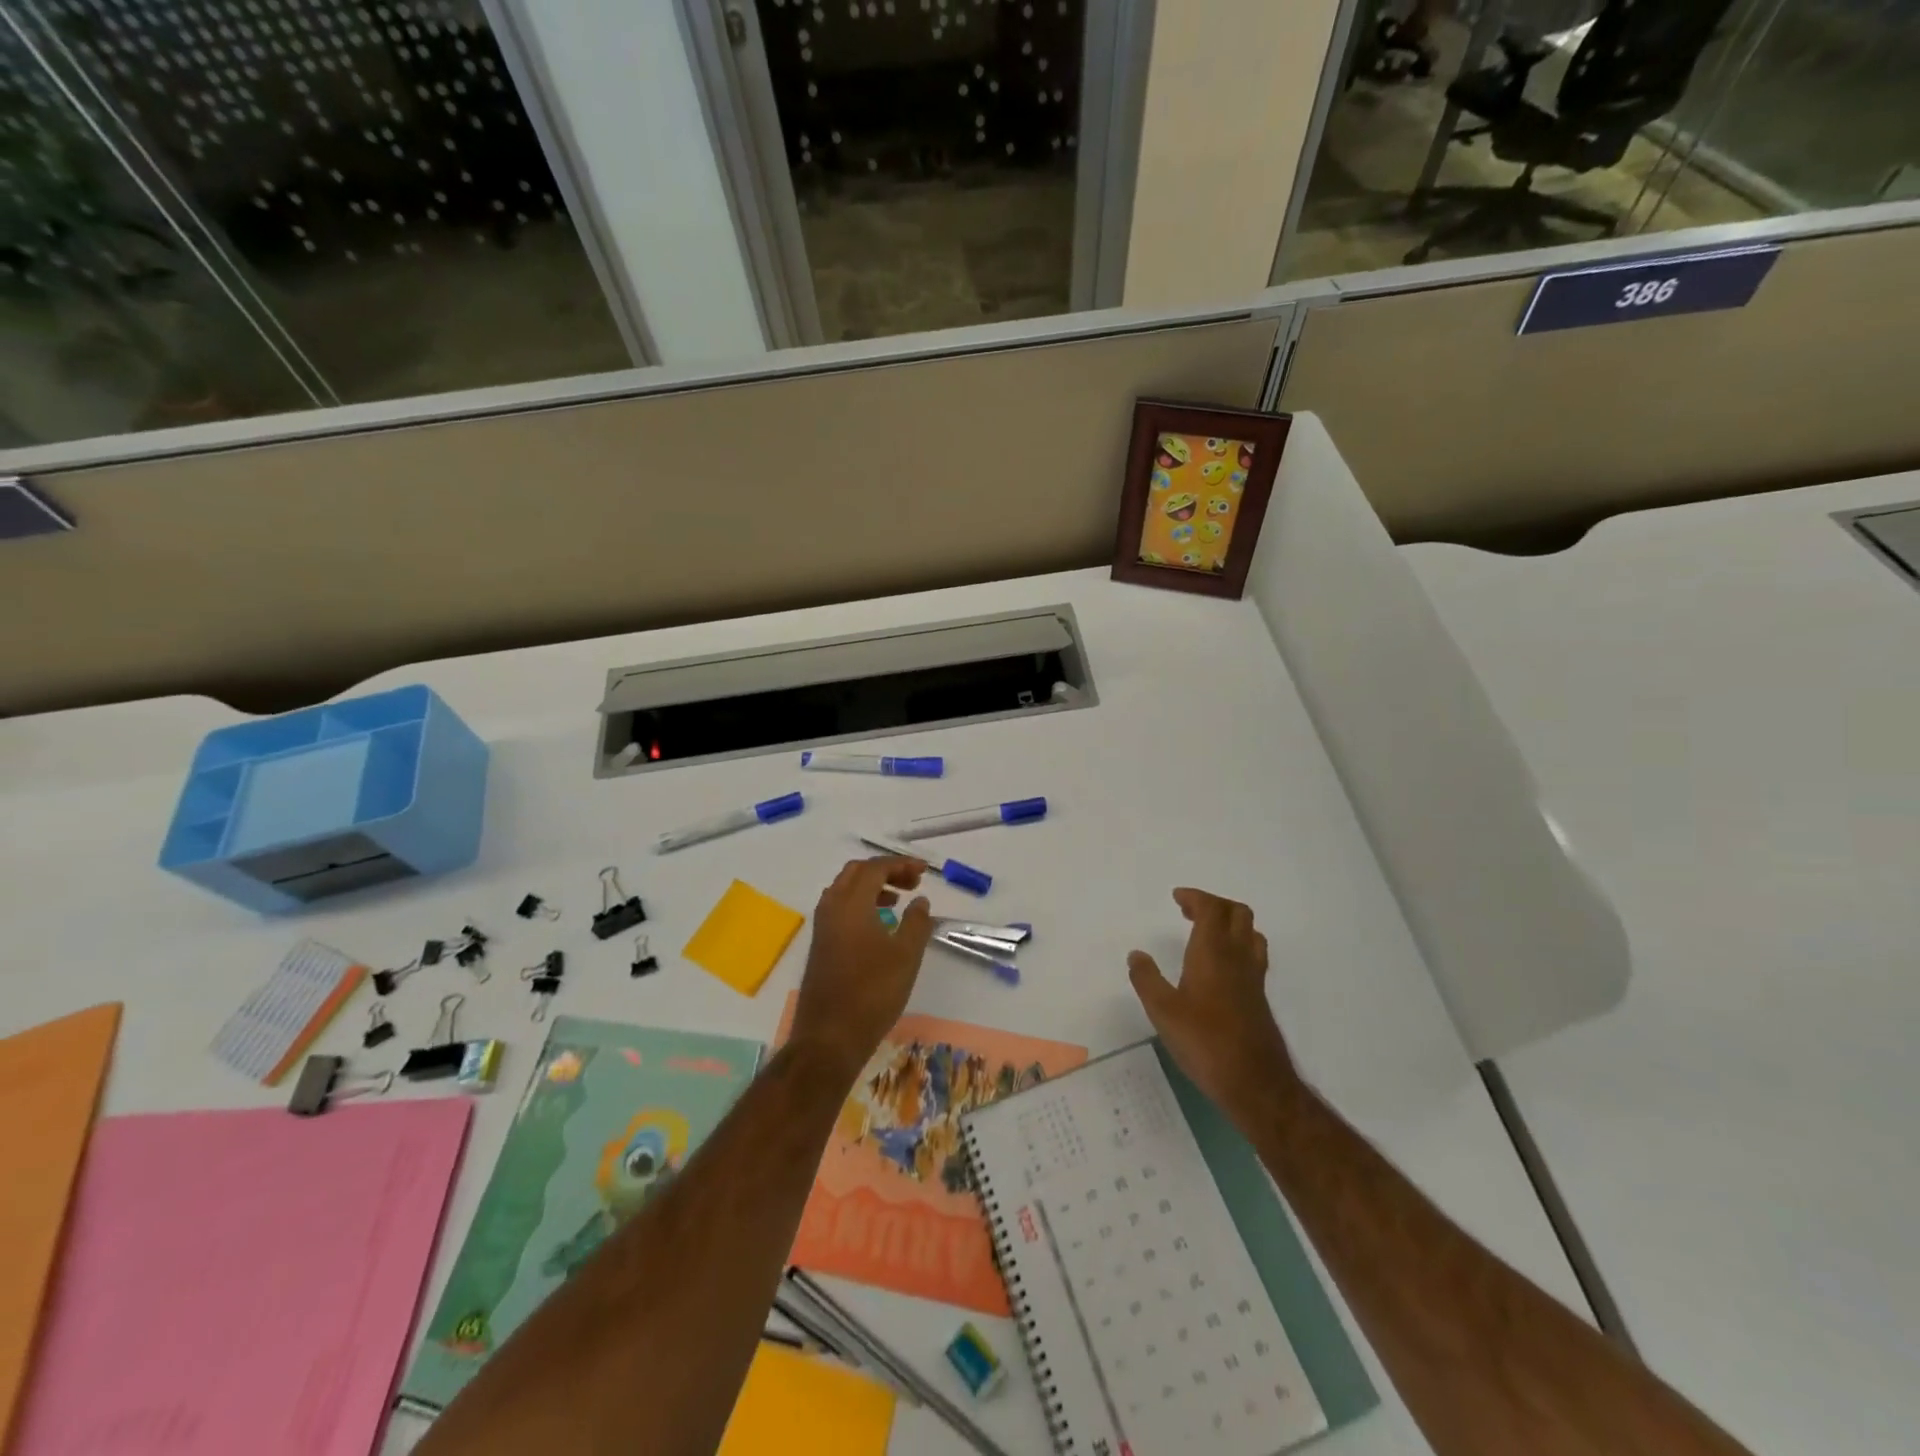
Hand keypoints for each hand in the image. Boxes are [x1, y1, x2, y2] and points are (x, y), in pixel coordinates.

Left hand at [790, 856, 934, 1081]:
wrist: (829, 1037)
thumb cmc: (872, 993)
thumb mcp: (906, 956)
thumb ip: (916, 923)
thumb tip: (920, 902)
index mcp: (851, 904)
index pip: (875, 868)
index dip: (901, 865)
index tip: (924, 872)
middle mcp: (832, 908)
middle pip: (856, 873)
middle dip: (885, 871)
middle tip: (912, 883)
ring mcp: (822, 928)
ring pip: (845, 890)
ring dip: (871, 887)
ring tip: (898, 900)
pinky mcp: (820, 946)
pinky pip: (840, 909)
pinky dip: (860, 904)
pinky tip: (878, 925)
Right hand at [1128, 889, 1297, 1131]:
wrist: (1255, 1083)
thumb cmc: (1205, 1042)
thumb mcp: (1163, 1011)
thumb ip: (1147, 979)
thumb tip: (1136, 954)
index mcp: (1213, 953)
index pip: (1212, 909)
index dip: (1196, 897)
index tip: (1177, 898)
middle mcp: (1238, 957)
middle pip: (1237, 913)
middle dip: (1214, 904)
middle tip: (1189, 911)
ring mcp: (1253, 977)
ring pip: (1250, 932)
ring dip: (1230, 923)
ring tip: (1206, 933)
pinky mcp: (1259, 997)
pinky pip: (1253, 954)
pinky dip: (1238, 944)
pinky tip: (1220, 966)